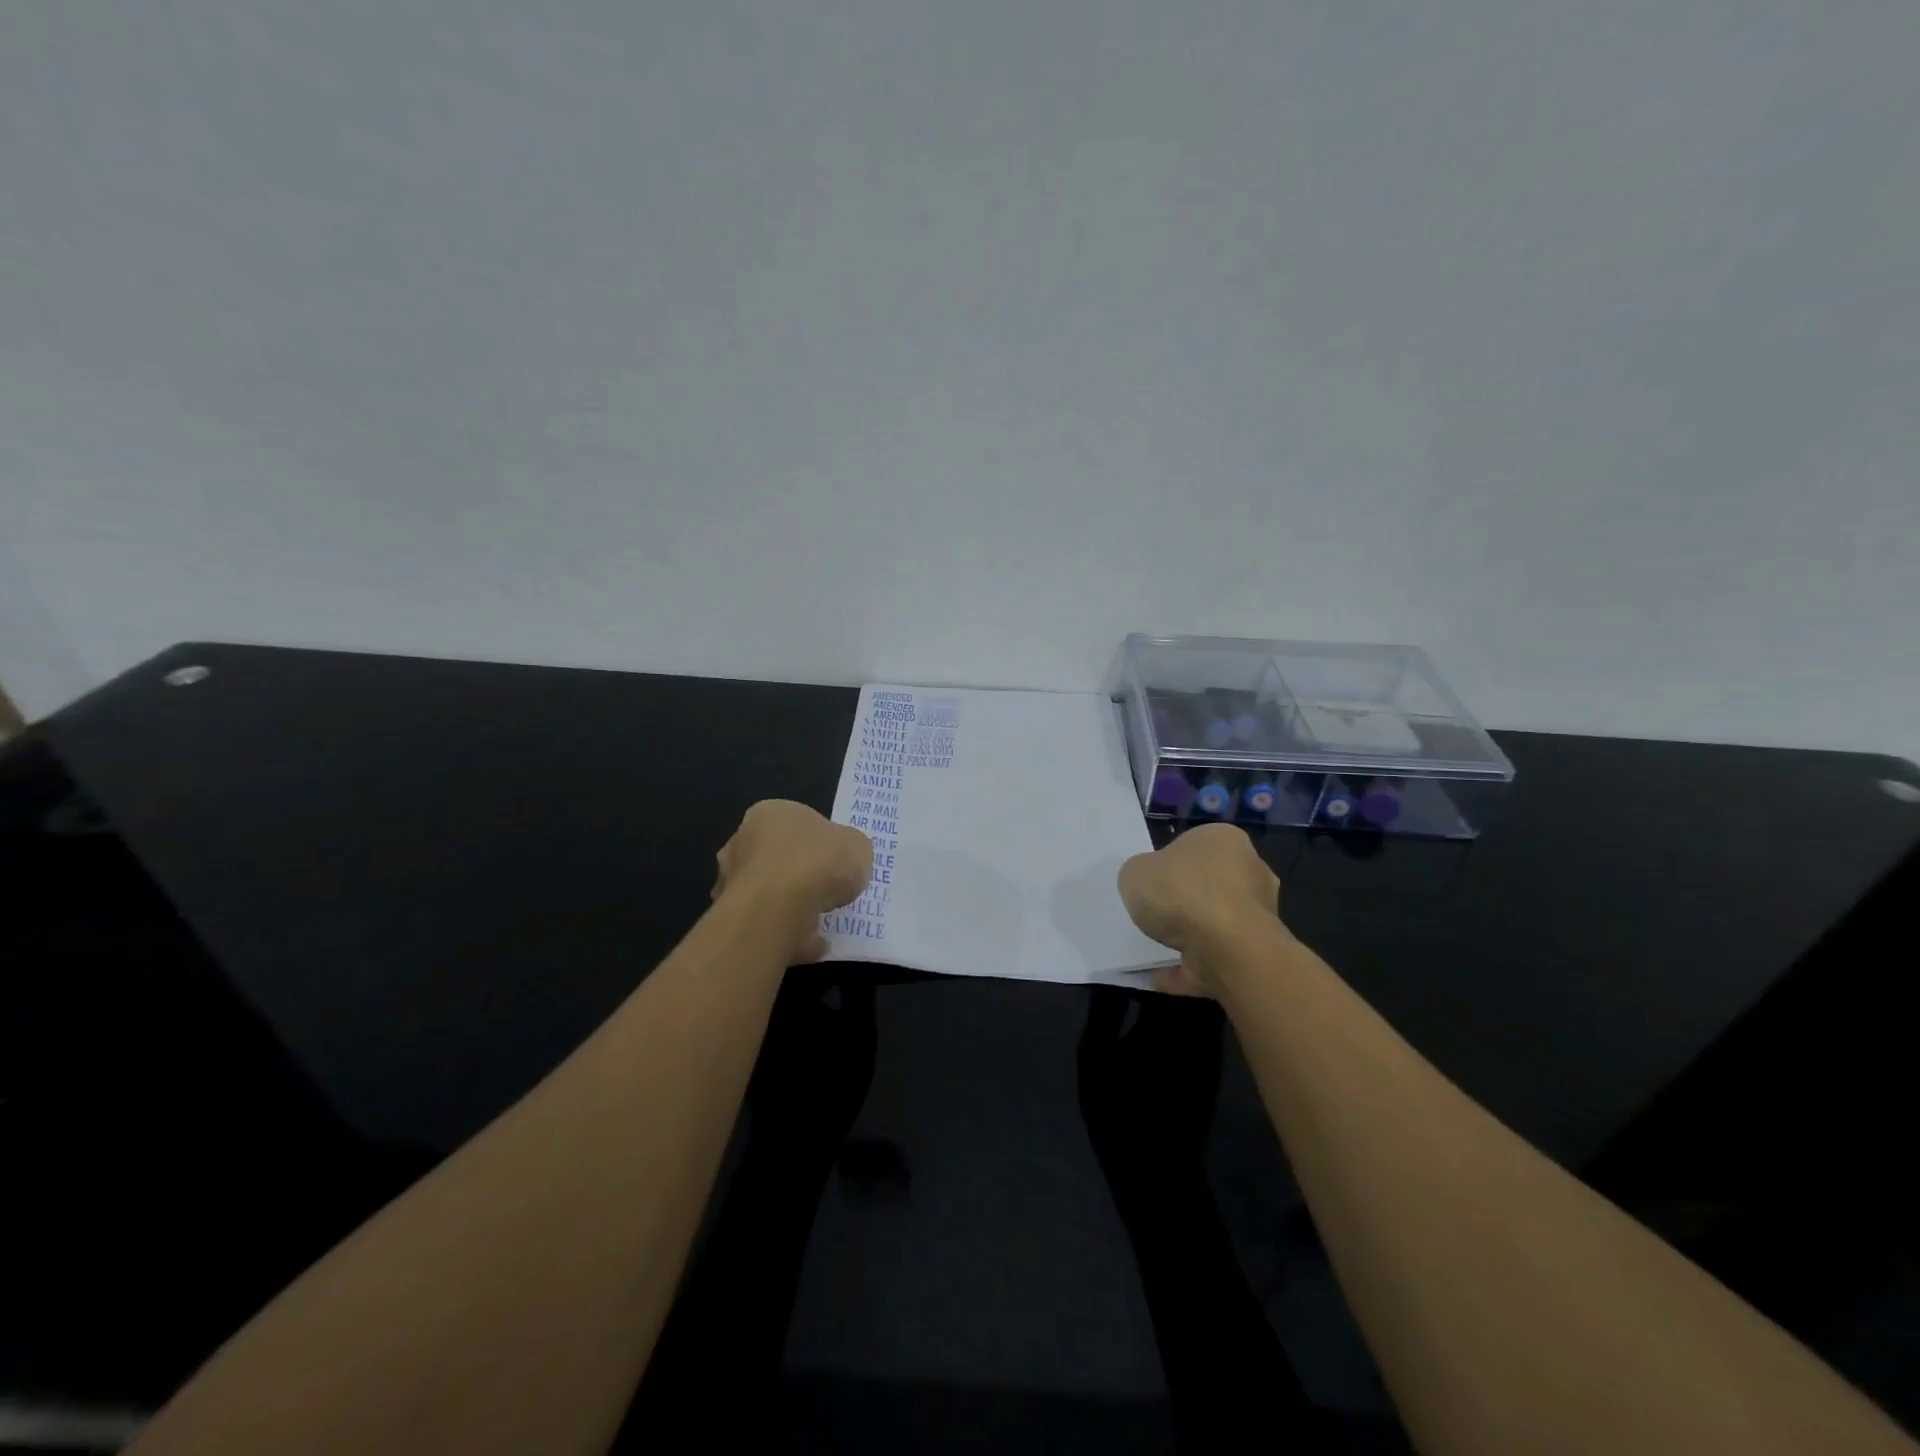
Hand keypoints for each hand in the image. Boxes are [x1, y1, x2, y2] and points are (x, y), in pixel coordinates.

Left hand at [713, 801, 872, 962]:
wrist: (779, 908)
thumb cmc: (818, 862)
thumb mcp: (857, 846)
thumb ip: (850, 849)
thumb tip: (845, 858)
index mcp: (771, 813)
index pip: (797, 823)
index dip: (821, 842)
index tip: (837, 862)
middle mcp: (743, 841)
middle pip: (778, 857)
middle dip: (800, 874)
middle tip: (827, 891)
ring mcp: (732, 880)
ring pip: (769, 892)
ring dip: (791, 906)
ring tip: (822, 922)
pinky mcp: (733, 917)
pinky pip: (767, 924)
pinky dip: (788, 933)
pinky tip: (811, 943)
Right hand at [1117, 824, 1283, 995]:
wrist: (1227, 948)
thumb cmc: (1181, 893)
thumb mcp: (1135, 872)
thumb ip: (1140, 875)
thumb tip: (1149, 883)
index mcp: (1223, 839)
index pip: (1193, 846)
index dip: (1168, 864)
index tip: (1150, 882)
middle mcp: (1249, 871)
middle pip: (1208, 884)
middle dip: (1184, 900)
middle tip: (1153, 913)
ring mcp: (1257, 915)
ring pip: (1214, 923)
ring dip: (1189, 936)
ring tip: (1155, 948)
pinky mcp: (1255, 952)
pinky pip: (1214, 958)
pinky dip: (1190, 967)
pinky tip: (1161, 975)